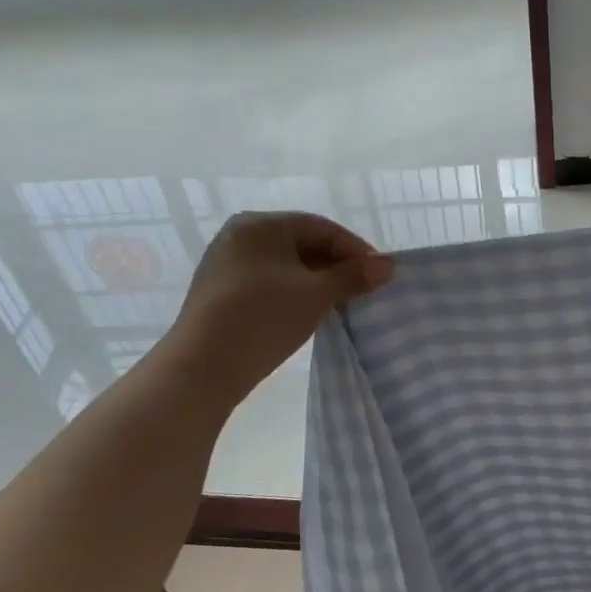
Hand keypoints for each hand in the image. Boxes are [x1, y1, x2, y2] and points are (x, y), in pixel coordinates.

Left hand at [161, 212, 393, 406]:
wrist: (202, 366)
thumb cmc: (264, 317)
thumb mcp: (318, 294)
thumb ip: (355, 276)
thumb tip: (388, 265)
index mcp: (261, 225)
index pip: (321, 228)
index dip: (355, 249)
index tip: (379, 273)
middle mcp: (240, 235)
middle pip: (302, 243)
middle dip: (337, 265)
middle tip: (364, 289)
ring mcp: (227, 263)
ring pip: (286, 265)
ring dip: (317, 281)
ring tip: (341, 303)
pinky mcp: (221, 291)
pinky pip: (269, 281)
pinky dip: (294, 292)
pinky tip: (308, 312)